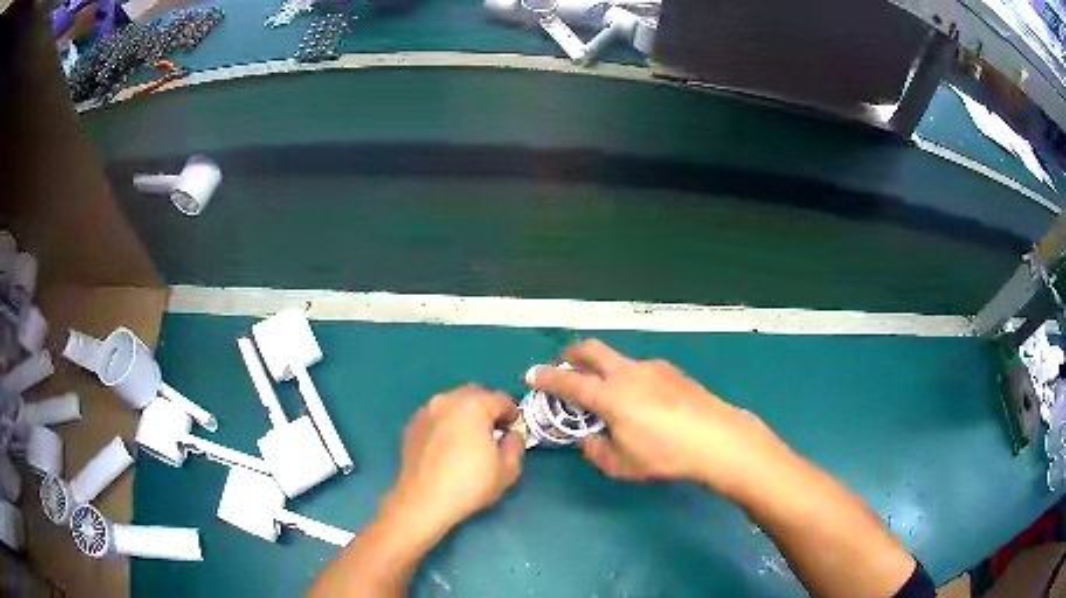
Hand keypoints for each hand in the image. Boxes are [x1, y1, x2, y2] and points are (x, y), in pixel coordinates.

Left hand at [384, 384, 525, 539]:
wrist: (423, 501)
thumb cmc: (470, 484)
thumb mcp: (508, 469)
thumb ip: (516, 444)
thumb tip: (511, 434)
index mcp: (473, 405)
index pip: (502, 399)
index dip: (513, 415)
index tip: (513, 433)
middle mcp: (447, 400)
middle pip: (475, 394)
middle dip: (488, 409)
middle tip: (493, 433)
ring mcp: (425, 411)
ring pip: (452, 403)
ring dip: (465, 414)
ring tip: (469, 440)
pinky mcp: (411, 426)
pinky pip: (436, 416)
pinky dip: (446, 424)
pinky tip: (447, 447)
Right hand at [527, 339, 785, 498]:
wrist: (716, 438)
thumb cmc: (664, 455)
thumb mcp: (621, 465)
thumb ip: (596, 450)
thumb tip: (588, 438)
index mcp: (609, 396)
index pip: (568, 381)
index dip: (546, 378)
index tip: (531, 374)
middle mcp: (627, 373)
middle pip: (591, 349)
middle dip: (571, 354)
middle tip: (564, 366)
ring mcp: (651, 368)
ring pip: (617, 359)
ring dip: (603, 368)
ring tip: (610, 395)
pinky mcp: (671, 371)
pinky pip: (640, 369)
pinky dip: (628, 378)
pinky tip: (643, 402)